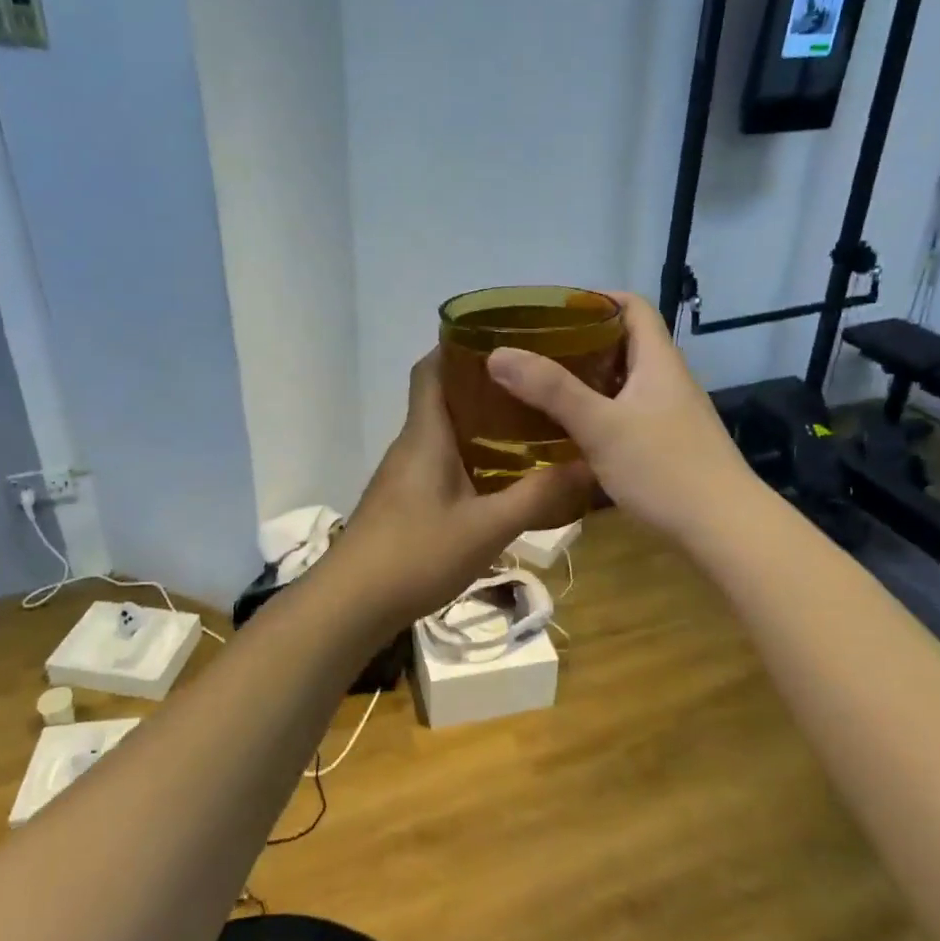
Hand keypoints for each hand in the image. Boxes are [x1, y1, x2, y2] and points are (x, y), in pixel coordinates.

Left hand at [323, 352, 593, 627]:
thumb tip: (588, 466)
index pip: (430, 368)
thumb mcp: (487, 528)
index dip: (457, 345)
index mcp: (425, 434)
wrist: (352, 603)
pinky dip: (469, 456)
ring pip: (442, 432)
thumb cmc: (416, 553)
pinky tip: (499, 477)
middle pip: (442, 397)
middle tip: (533, 384)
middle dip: (483, 385)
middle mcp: (411, 444)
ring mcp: (403, 474)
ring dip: (478, 424)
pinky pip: (439, 461)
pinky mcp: (403, 500)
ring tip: (528, 424)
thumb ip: (537, 496)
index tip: (501, 337)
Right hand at [486, 292, 750, 540]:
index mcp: (658, 361)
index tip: (553, 310)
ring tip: (542, 388)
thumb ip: (551, 390)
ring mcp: (671, 416)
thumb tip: (498, 354)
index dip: (596, 299)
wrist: (726, 529)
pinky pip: (626, 415)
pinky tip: (571, 434)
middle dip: (581, 342)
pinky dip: (597, 414)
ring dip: (587, 381)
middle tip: (536, 351)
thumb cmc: (665, 467)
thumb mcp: (601, 426)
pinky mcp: (668, 446)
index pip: (634, 306)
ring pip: (624, 383)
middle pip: (625, 343)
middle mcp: (668, 380)